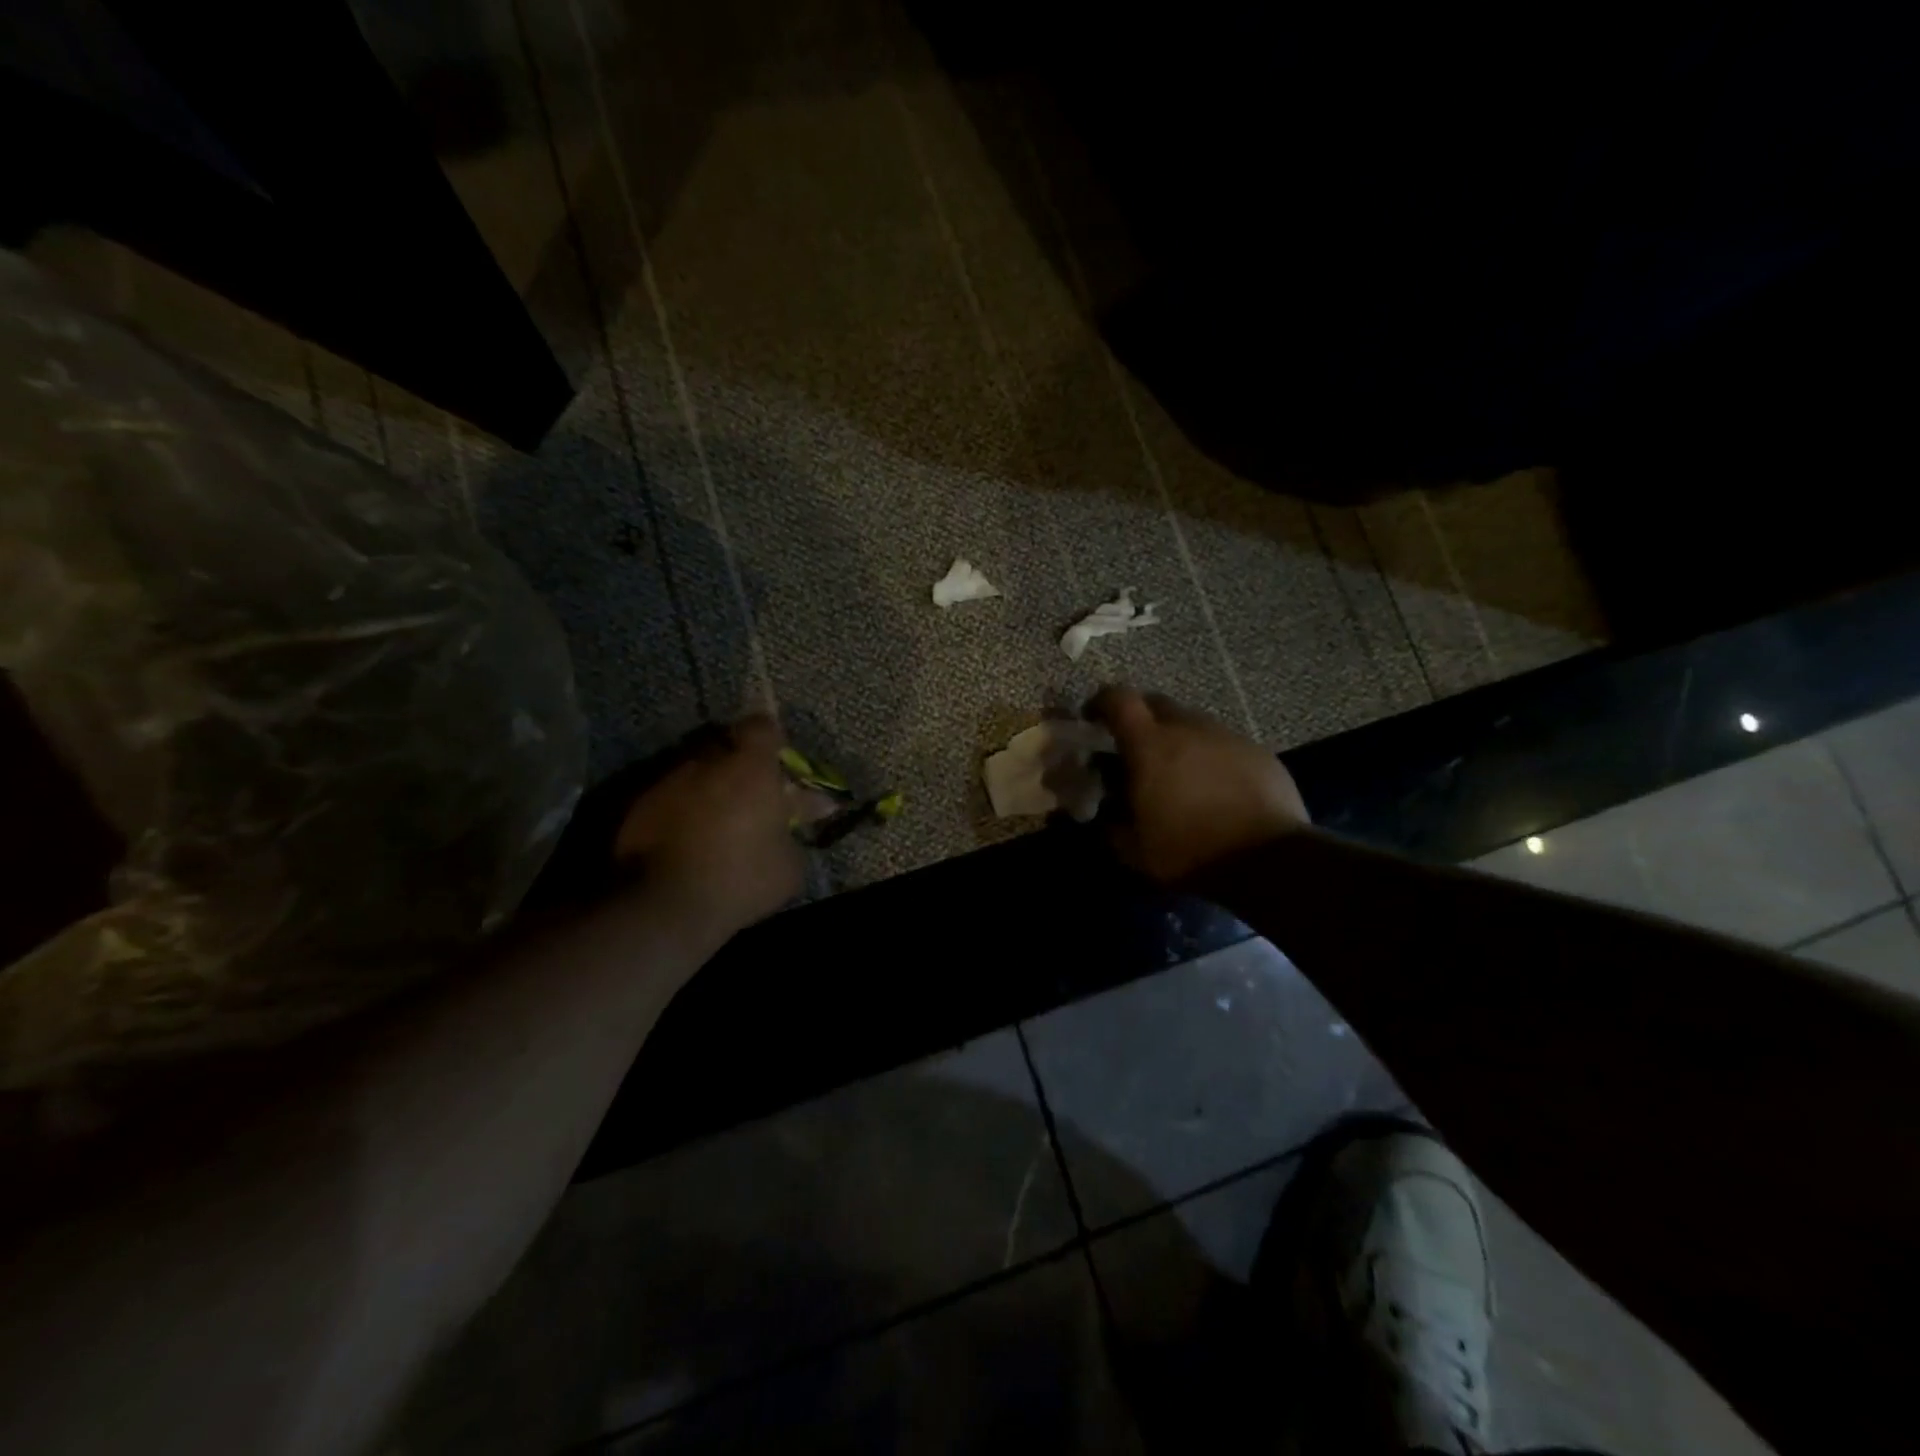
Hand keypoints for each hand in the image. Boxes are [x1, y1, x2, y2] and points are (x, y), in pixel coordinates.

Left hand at [613, 716, 804, 940]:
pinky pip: (670, 799)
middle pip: (726, 749)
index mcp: (751, 767)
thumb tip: (795, 825)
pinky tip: (689, 843)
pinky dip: (682, 813)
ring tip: (717, 826)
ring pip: (696, 774)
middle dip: (738, 768)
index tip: (777, 761)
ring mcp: (668, 782)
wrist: (665, 906)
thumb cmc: (740, 877)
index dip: (771, 740)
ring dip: (709, 792)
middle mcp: (707, 763)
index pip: (762, 727)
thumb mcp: (790, 866)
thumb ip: (794, 834)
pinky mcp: (638, 808)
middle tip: (750, 798)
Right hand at [1087, 685, 1309, 884]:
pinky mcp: (1258, 751)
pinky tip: (1215, 787)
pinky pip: (1224, 742)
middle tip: (1136, 748)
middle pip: (1156, 702)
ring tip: (1179, 771)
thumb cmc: (1189, 851)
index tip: (1093, 719)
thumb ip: (1111, 824)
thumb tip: (1104, 813)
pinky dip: (1210, 755)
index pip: (1118, 698)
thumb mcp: (1134, 849)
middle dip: (1140, 718)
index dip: (1101, 702)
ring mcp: (1227, 736)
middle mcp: (1188, 727)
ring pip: (1192, 722)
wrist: (1267, 860)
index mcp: (1149, 744)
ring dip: (1178, 737)